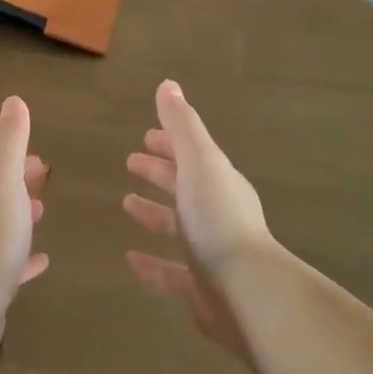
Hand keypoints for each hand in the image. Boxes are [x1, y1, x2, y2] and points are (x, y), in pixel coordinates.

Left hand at [0, 96, 48, 360]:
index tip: (27, 138)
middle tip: (42, 171)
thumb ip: (9, 141)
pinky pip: (6, 262)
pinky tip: (41, 260)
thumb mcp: (3, 178)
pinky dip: (23, 255)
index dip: (5, 141)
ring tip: (42, 210)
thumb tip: (12, 102)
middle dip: (14, 175)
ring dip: (17, 212)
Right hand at [122, 80, 275, 362]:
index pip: (192, 156)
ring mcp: (210, 251)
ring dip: (153, 213)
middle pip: (185, 188)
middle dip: (160, 173)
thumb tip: (168, 84)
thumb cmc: (218, 218)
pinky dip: (151, 263)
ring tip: (127, 203)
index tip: (146, 135)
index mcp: (220, 183)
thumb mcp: (199, 162)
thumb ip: (182, 126)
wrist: (245, 289)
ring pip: (178, 227)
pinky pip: (170, 271)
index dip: (169, 144)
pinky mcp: (201, 286)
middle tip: (131, 162)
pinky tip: (131, 259)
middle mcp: (217, 214)